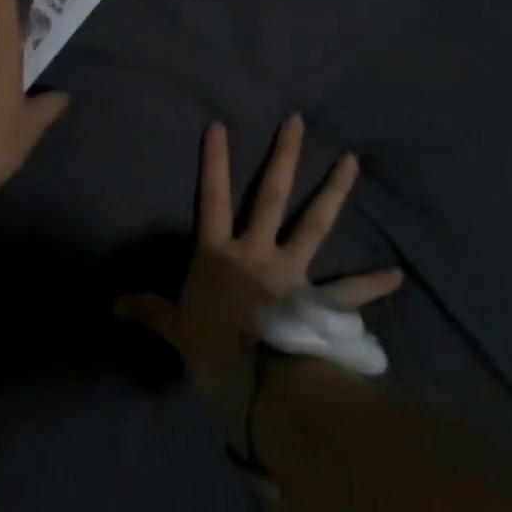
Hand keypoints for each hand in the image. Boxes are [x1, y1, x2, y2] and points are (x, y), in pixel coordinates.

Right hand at [115, 115, 402, 435]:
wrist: (263, 390)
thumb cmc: (215, 356)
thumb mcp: (178, 333)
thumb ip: (153, 312)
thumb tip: (115, 303)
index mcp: (220, 256)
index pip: (212, 200)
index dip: (214, 163)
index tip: (220, 125)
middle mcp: (258, 253)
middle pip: (271, 196)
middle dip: (283, 156)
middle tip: (297, 120)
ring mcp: (293, 273)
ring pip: (314, 224)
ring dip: (334, 192)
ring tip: (352, 161)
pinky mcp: (319, 302)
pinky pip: (349, 291)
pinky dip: (372, 283)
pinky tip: (396, 274)